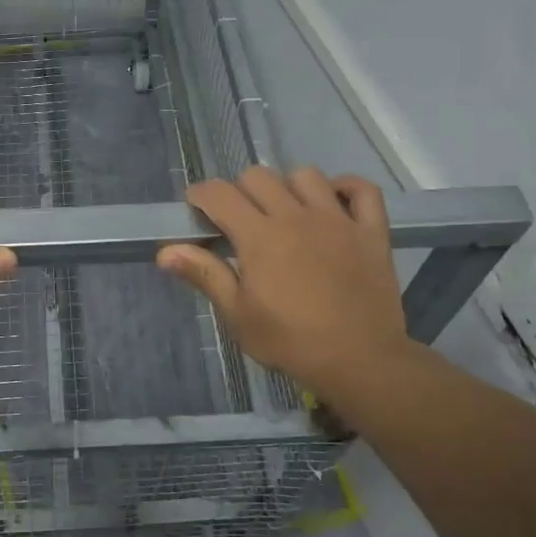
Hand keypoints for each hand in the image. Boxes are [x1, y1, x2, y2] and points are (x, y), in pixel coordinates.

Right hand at [158, 167, 420, 410]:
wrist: (360, 361)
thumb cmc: (290, 341)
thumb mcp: (238, 314)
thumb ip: (205, 274)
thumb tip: (165, 251)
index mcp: (259, 236)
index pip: (219, 194)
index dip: (201, 195)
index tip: (196, 209)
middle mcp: (296, 216)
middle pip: (258, 176)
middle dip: (240, 191)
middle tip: (240, 220)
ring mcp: (338, 220)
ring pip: (306, 175)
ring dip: (289, 187)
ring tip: (287, 213)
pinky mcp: (371, 231)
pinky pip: (362, 190)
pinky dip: (347, 189)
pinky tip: (335, 205)